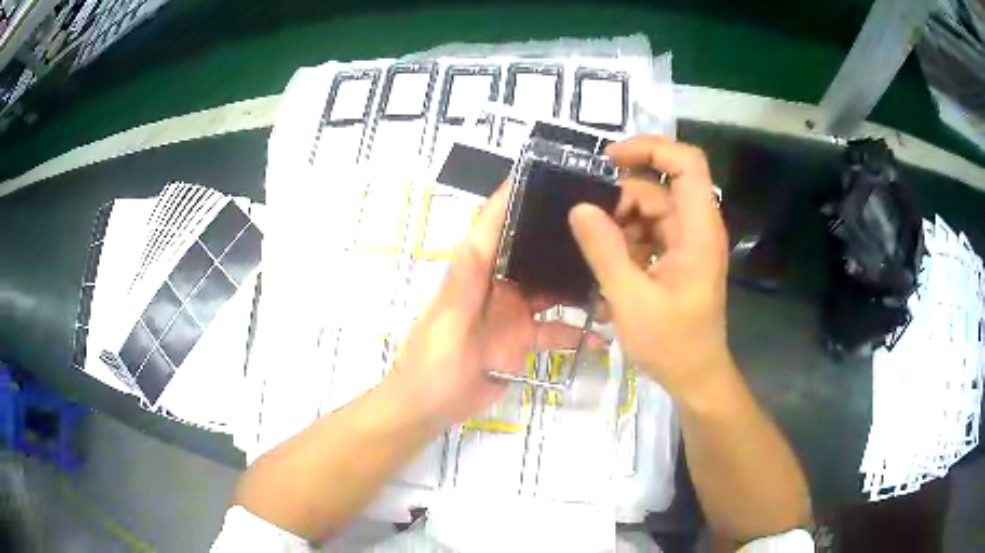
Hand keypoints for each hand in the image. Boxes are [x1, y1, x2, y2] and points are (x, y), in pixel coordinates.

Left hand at [389, 183, 586, 423]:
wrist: (429, 409)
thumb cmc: (431, 365)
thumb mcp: (447, 323)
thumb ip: (463, 284)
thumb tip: (475, 235)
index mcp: (474, 273)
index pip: (492, 225)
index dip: (511, 197)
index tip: (543, 174)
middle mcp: (496, 285)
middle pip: (532, 251)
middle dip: (560, 237)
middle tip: (604, 223)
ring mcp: (512, 312)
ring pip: (551, 289)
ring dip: (578, 285)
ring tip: (613, 278)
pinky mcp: (522, 339)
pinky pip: (555, 330)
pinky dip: (576, 331)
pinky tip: (602, 334)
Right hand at [569, 136, 731, 403]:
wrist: (695, 376)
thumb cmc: (672, 344)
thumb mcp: (631, 299)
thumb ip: (605, 251)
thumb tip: (579, 208)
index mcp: (697, 230)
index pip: (687, 163)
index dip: (650, 148)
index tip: (608, 160)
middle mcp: (695, 227)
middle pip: (658, 188)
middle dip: (620, 200)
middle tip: (587, 227)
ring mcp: (686, 242)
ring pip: (649, 210)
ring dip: (619, 224)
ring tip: (595, 254)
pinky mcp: (676, 256)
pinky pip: (647, 232)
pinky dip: (625, 240)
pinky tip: (608, 266)